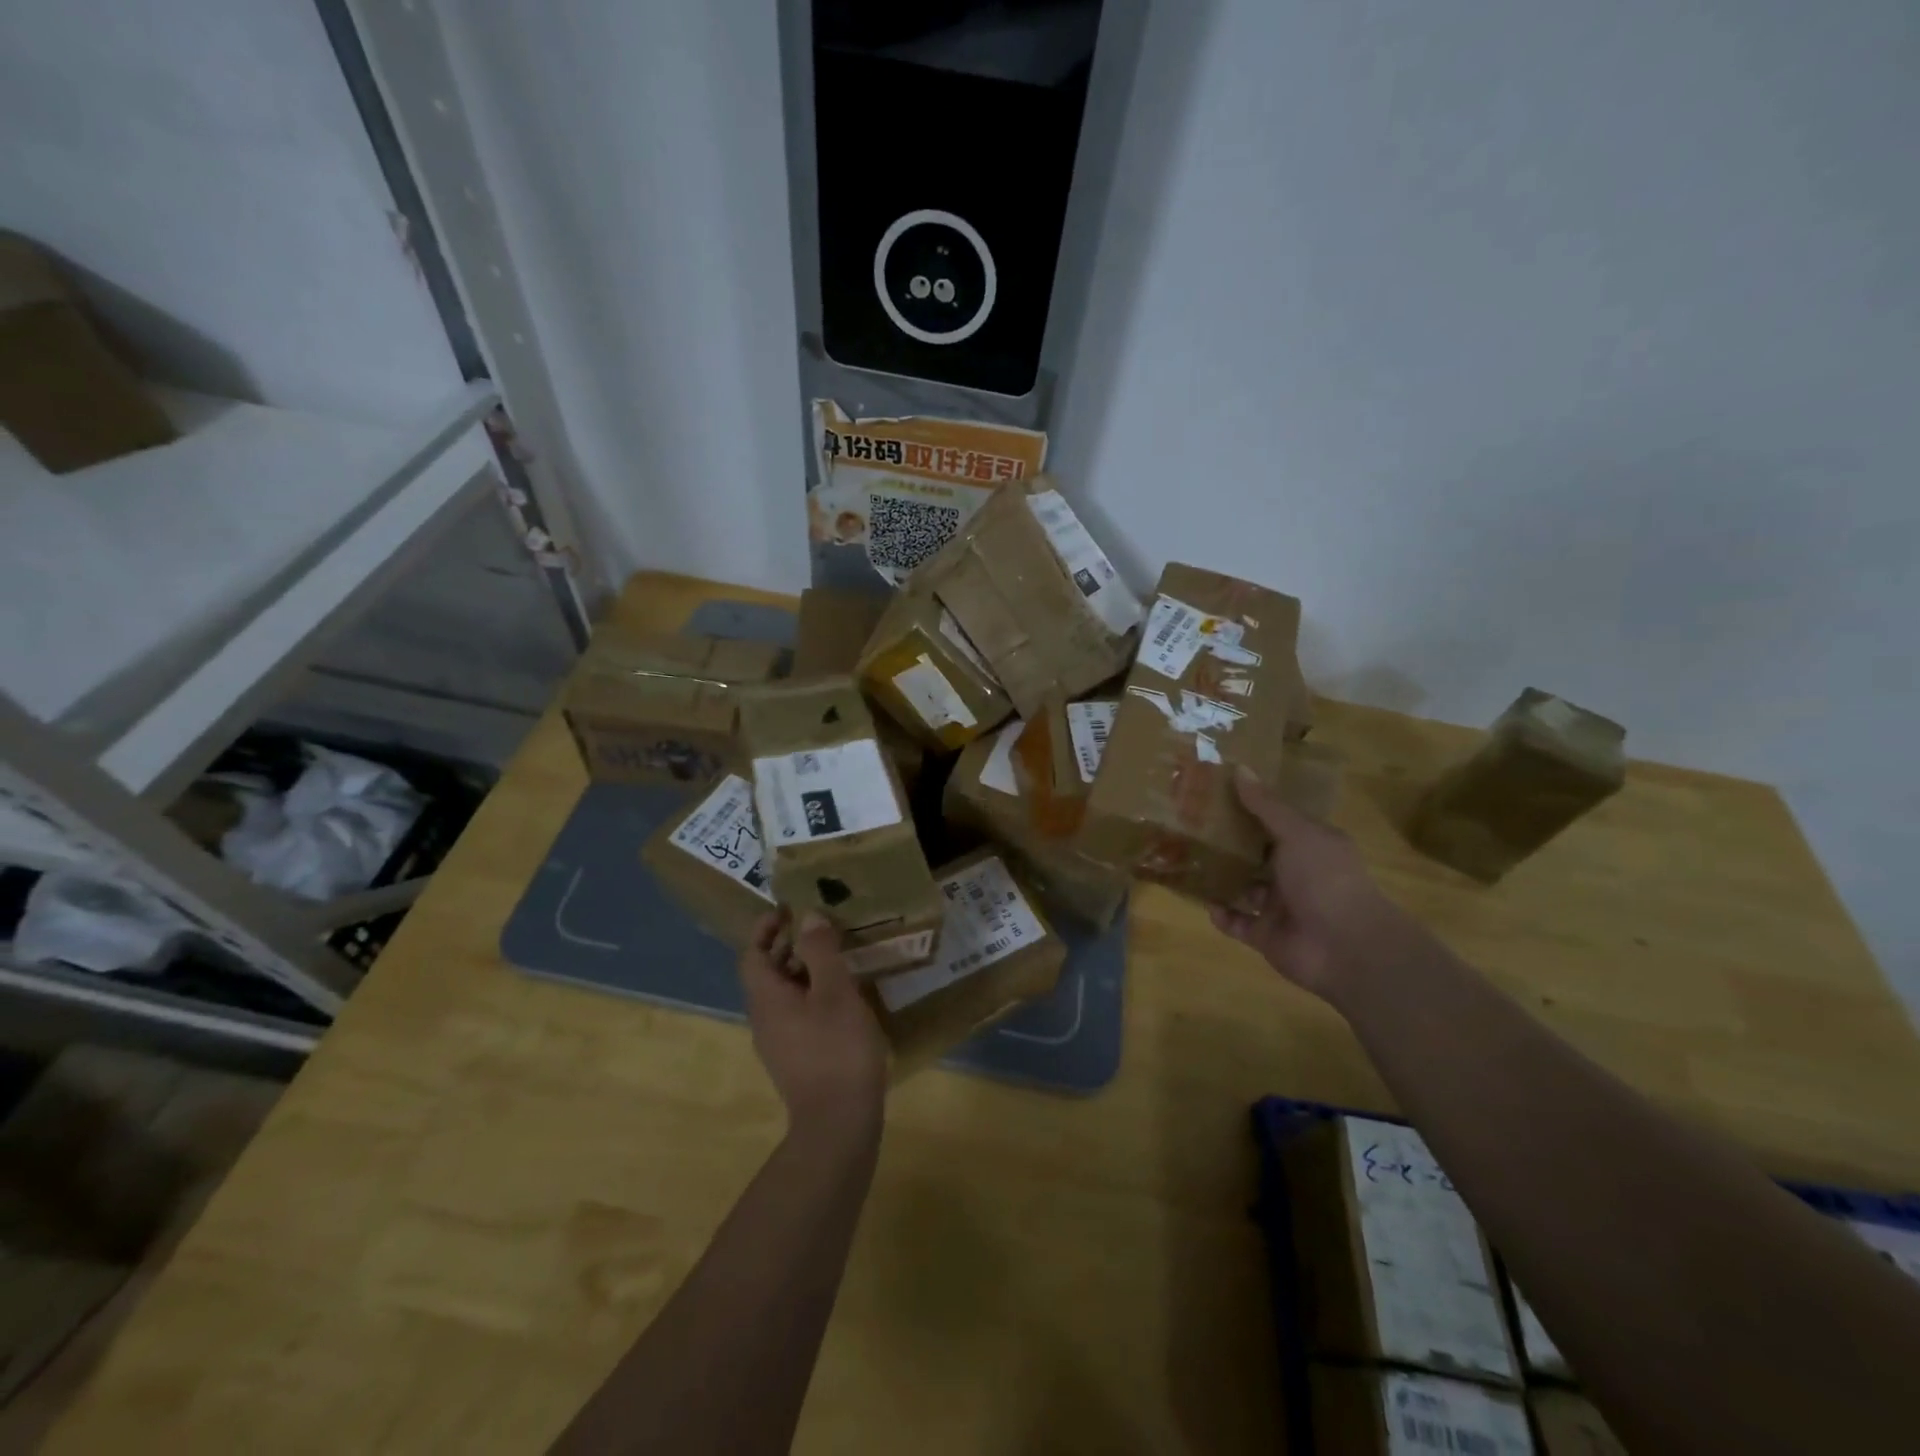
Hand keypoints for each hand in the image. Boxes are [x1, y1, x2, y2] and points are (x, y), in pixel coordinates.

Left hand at [740, 911, 888, 1144]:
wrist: (838, 1124)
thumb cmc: (836, 1049)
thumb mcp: (835, 991)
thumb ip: (821, 951)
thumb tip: (807, 916)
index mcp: (766, 999)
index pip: (752, 954)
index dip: (766, 928)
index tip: (788, 909)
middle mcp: (764, 1019)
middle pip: (766, 973)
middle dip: (789, 947)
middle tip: (821, 929)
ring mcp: (778, 1043)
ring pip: (783, 995)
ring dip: (803, 971)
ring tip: (836, 959)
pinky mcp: (796, 1060)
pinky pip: (795, 1015)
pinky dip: (811, 995)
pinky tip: (842, 998)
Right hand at [1210, 766, 1419, 1001]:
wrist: (1346, 947)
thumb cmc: (1325, 878)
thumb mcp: (1297, 833)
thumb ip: (1265, 805)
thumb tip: (1239, 768)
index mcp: (1309, 845)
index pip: (1275, 822)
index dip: (1248, 808)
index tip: (1213, 793)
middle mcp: (1295, 873)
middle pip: (1256, 854)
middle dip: (1227, 843)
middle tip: (1188, 824)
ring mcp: (1280, 906)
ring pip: (1244, 888)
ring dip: (1220, 878)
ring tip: (1186, 860)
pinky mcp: (1266, 935)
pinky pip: (1237, 922)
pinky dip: (1221, 914)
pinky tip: (1202, 901)